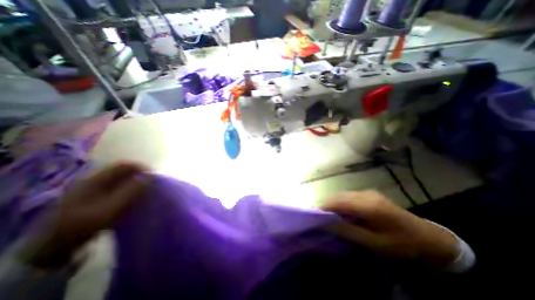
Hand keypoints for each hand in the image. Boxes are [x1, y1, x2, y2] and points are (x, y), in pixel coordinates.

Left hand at [23, 162, 146, 268]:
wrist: (51, 248)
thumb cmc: (82, 225)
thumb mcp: (109, 209)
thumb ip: (130, 192)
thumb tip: (149, 177)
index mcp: (96, 180)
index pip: (125, 165)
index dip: (142, 168)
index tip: (154, 177)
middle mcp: (95, 180)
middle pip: (124, 172)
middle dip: (140, 176)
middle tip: (152, 185)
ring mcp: (94, 189)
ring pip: (122, 180)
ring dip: (135, 184)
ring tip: (145, 192)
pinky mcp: (95, 198)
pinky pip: (118, 188)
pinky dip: (129, 191)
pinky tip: (133, 199)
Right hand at [321, 193, 458, 268]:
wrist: (428, 238)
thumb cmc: (402, 244)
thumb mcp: (374, 243)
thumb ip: (348, 231)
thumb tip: (326, 223)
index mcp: (369, 206)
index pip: (338, 202)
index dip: (323, 206)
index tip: (312, 215)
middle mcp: (366, 194)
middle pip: (338, 196)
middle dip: (325, 205)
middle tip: (317, 217)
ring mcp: (367, 192)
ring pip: (342, 195)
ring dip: (332, 204)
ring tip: (325, 215)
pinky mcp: (368, 194)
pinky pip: (348, 196)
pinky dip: (340, 203)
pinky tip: (339, 212)